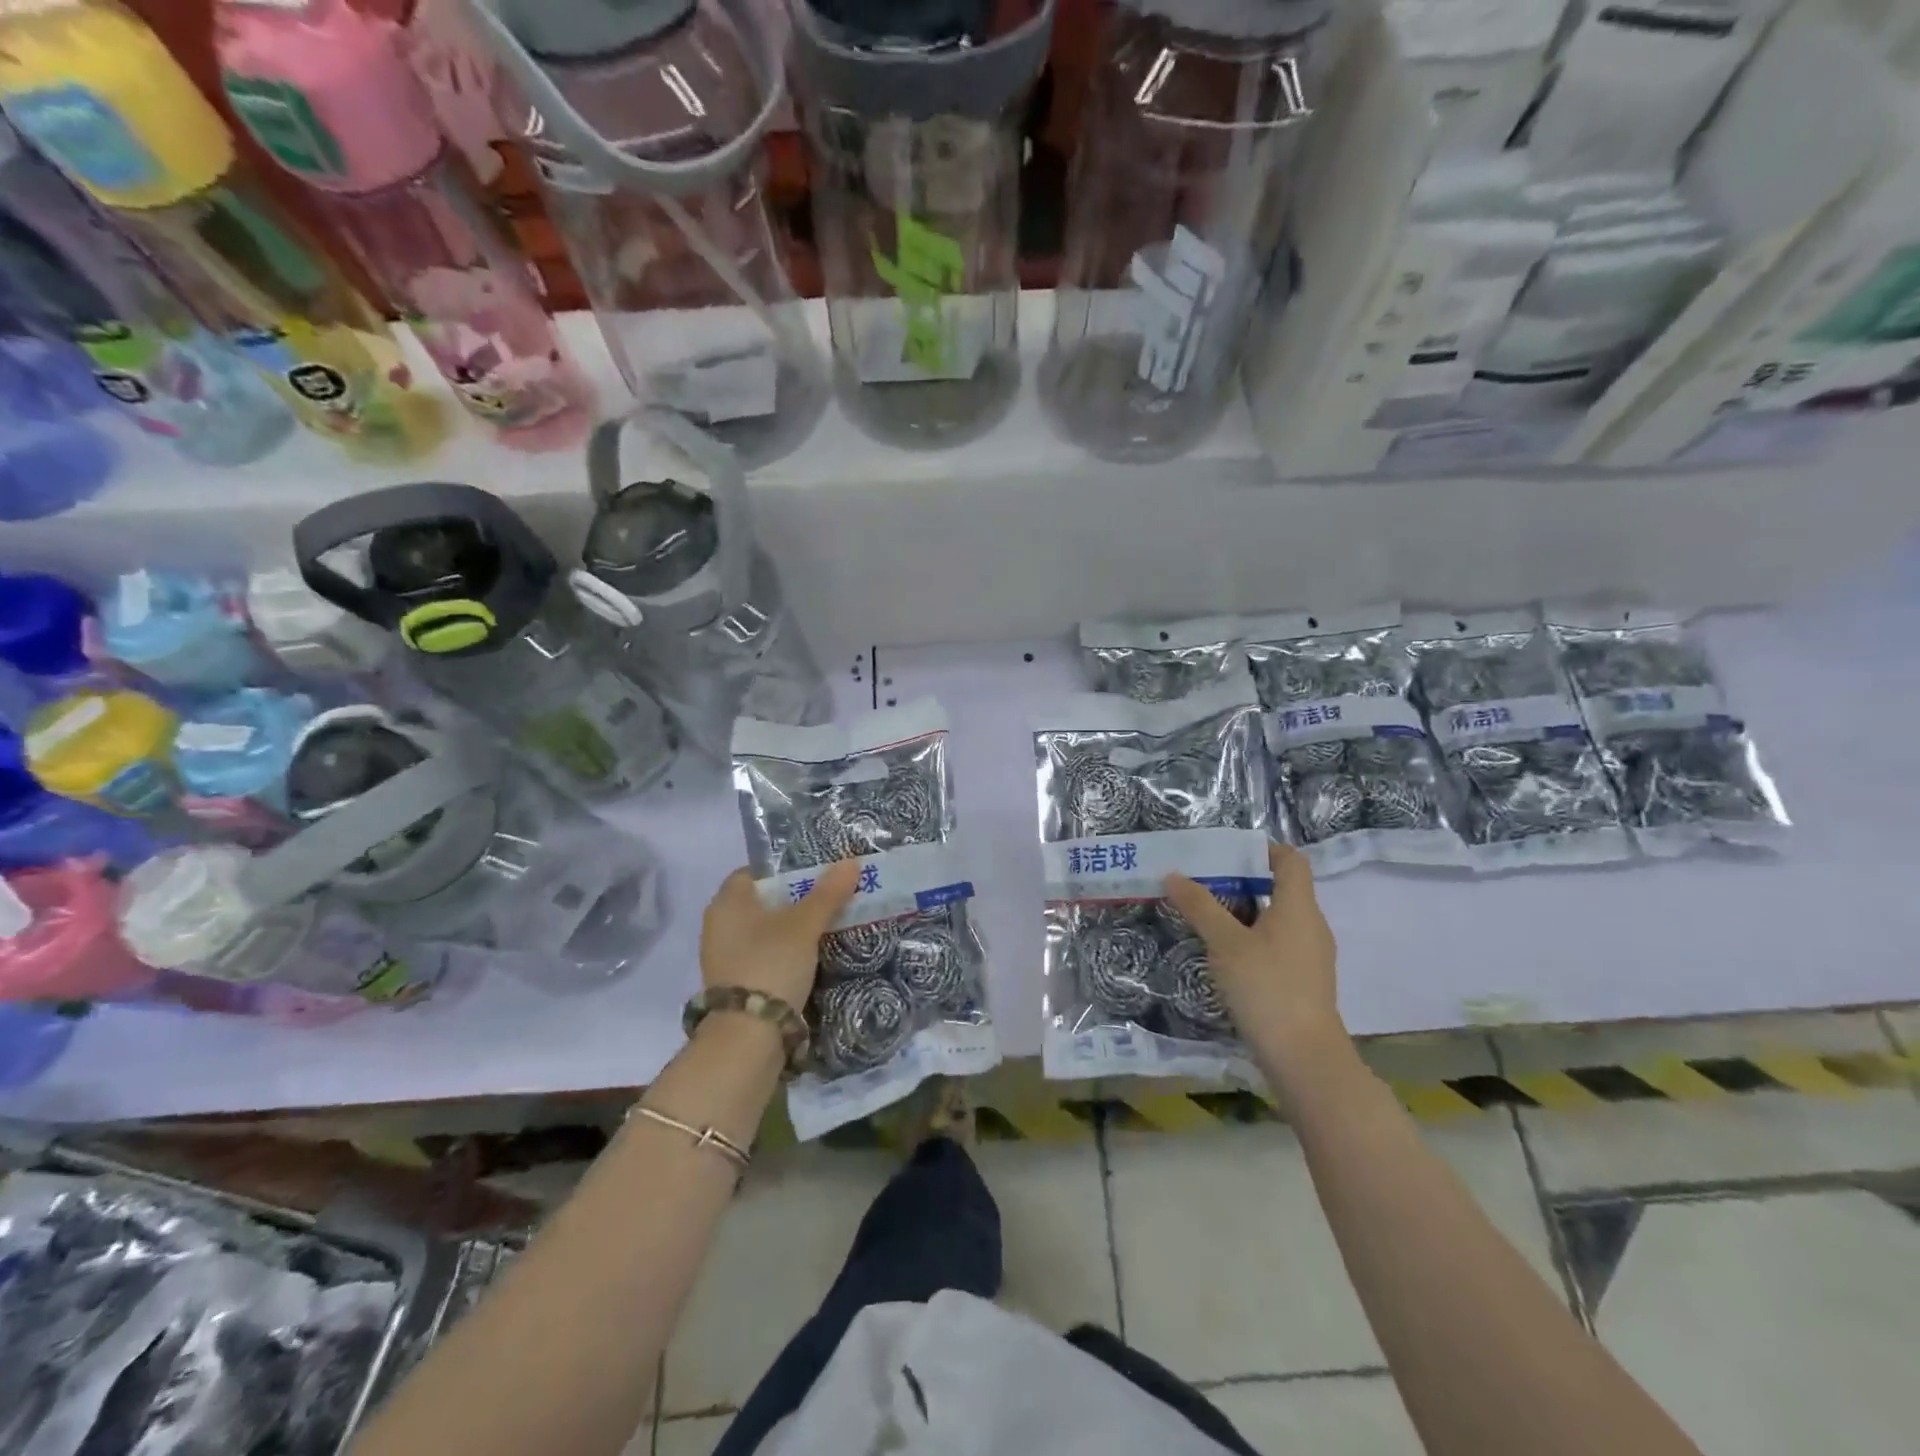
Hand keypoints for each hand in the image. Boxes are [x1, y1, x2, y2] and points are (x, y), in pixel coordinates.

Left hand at [699, 859, 860, 1011]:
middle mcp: (719, 926)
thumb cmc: (770, 964)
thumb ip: (827, 893)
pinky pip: (765, 956)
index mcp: (727, 902)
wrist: (748, 1036)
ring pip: (765, 932)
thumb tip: (851, 861)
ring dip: (792, 929)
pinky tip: (812, 957)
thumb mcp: (804, 925)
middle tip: (830, 897)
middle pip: (762, 902)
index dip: (784, 869)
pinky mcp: (737, 985)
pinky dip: (786, 954)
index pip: (754, 872)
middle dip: (795, 900)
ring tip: (829, 925)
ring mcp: (725, 958)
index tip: (816, 872)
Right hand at [1164, 844, 1344, 1056]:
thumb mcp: (1225, 943)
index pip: (1291, 859)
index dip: (1262, 850)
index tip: (1226, 854)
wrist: (1304, 1058)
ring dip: (1245, 913)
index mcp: (1299, 907)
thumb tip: (1174, 874)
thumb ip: (1200, 906)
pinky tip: (1225, 956)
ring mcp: (1311, 956)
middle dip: (1242, 882)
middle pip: (1281, 888)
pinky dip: (1253, 939)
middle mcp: (1311, 925)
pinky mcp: (1304, 981)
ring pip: (1278, 919)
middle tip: (1203, 884)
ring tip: (1207, 918)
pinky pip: (1278, 944)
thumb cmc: (1266, 988)